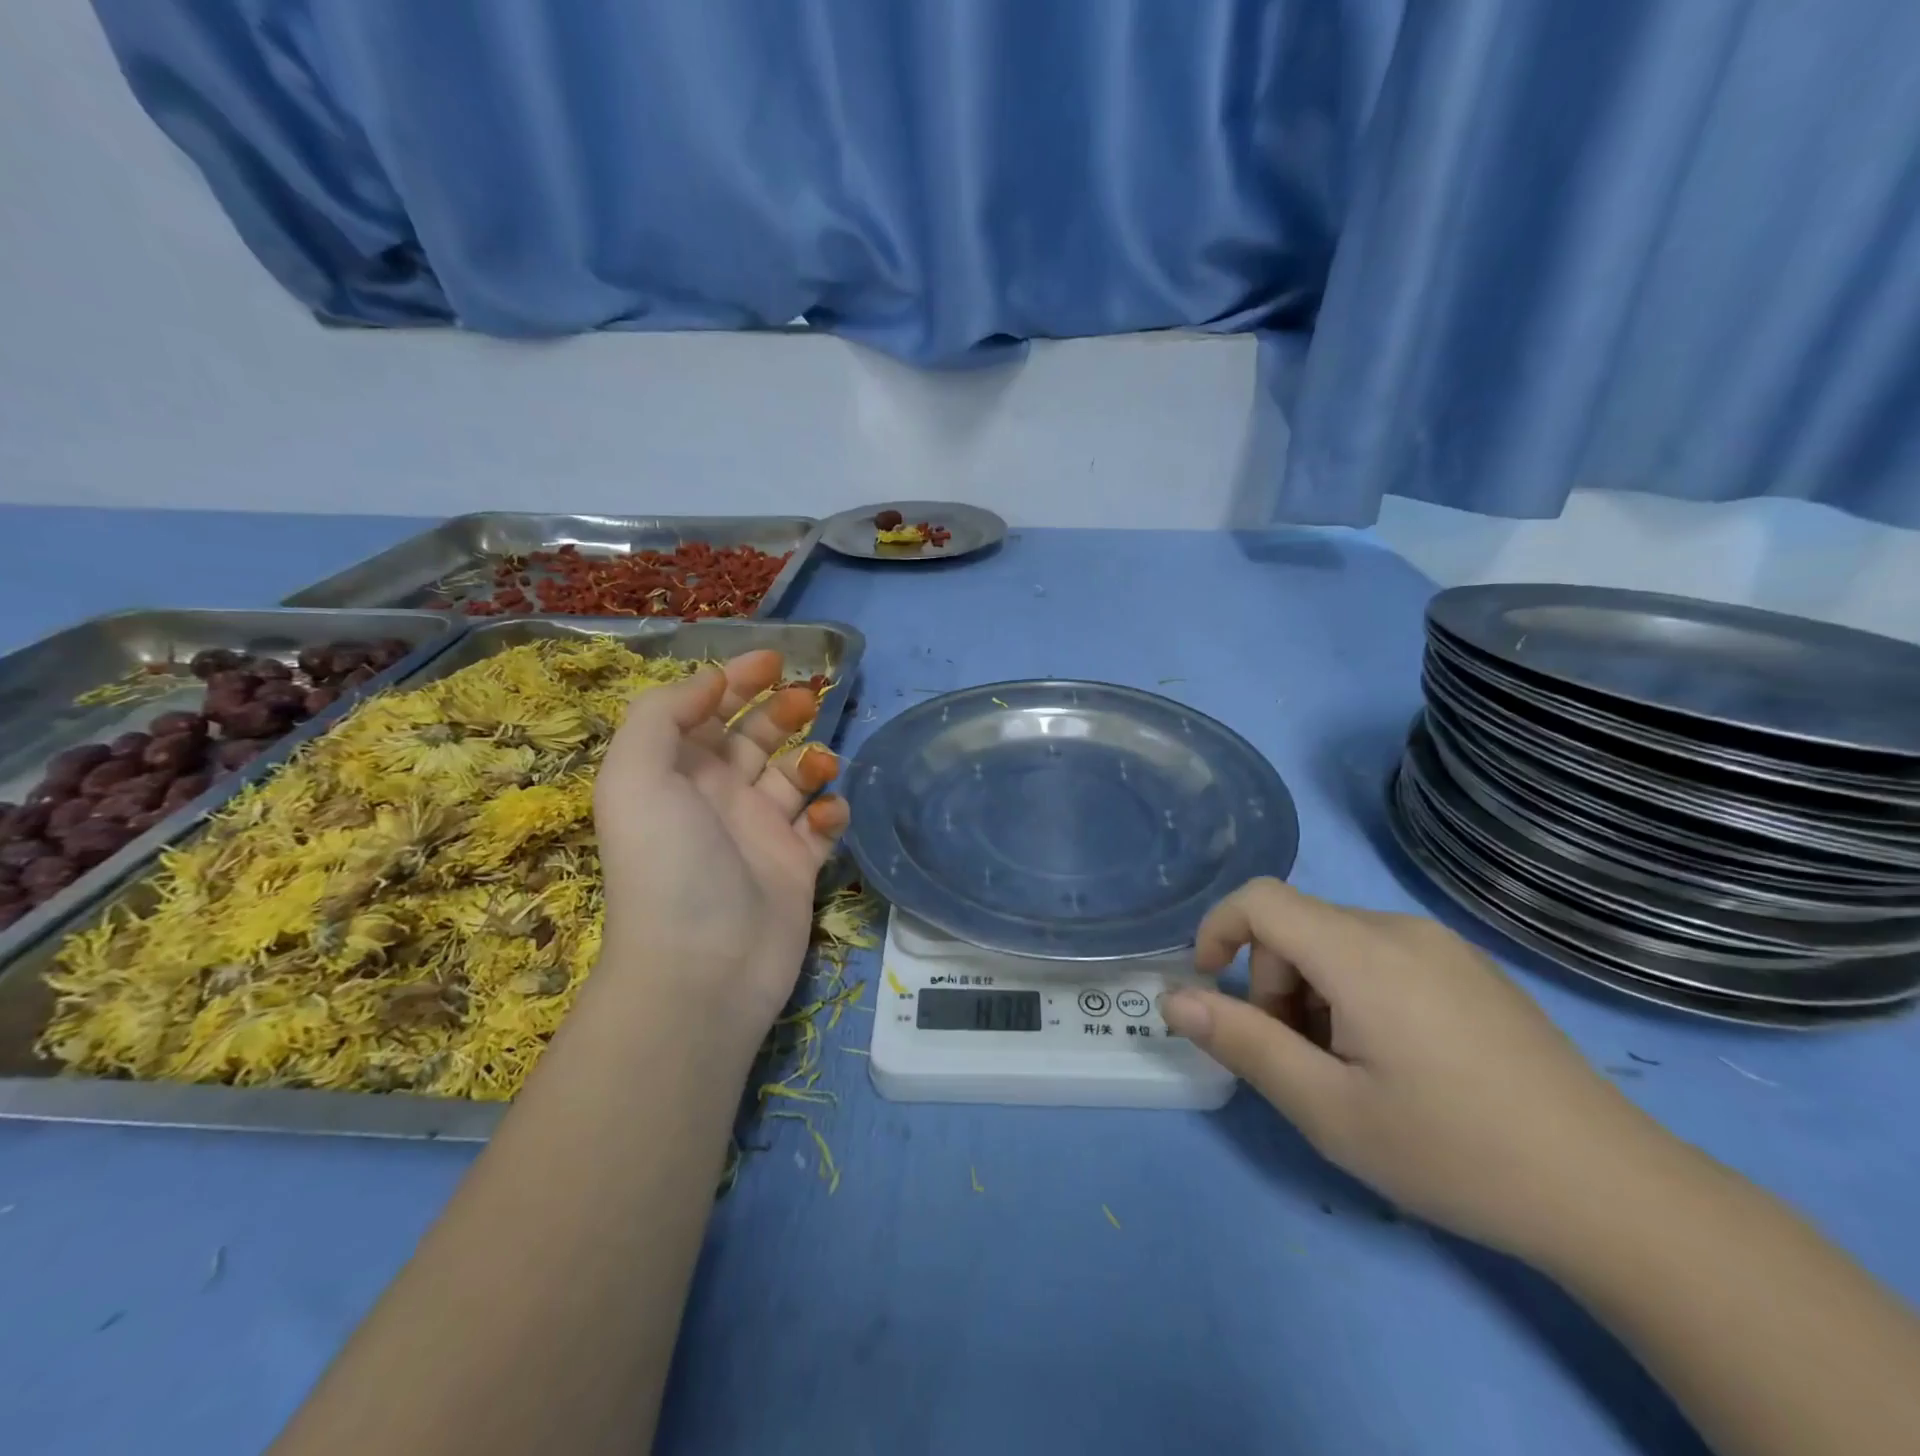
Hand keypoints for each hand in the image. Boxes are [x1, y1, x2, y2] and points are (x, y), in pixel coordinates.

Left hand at [592, 650, 848, 1033]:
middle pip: (755, 736)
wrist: (703, 968)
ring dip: (811, 760)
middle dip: (781, 710)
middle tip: (808, 698)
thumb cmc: (668, 863)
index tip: (775, 659)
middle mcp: (718, 797)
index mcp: (676, 774)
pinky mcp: (796, 866)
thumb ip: (664, 713)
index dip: (735, 679)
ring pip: (794, 776)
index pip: (706, 711)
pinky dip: (830, 812)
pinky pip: (821, 825)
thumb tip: (711, 681)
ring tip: (817, 767)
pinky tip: (826, 816)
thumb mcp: (636, 776)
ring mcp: (760, 833)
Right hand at [1161, 879, 1668, 1259]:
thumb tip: (1174, 999)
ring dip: (1313, 992)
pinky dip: (1355, 992)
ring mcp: (1443, 947)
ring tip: (1351, 1071)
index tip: (1211, 988)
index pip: (1260, 899)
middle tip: (1299, 1061)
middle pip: (1297, 926)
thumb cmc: (1454, 1151)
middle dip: (1272, 983)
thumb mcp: (1328, 1109)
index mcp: (1363, 953)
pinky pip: (1382, 956)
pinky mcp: (1472, 970)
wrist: (1616, 1195)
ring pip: (1338, 942)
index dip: (1217, 930)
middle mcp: (1401, 930)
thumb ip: (1243, 1043)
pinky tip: (1398, 1061)